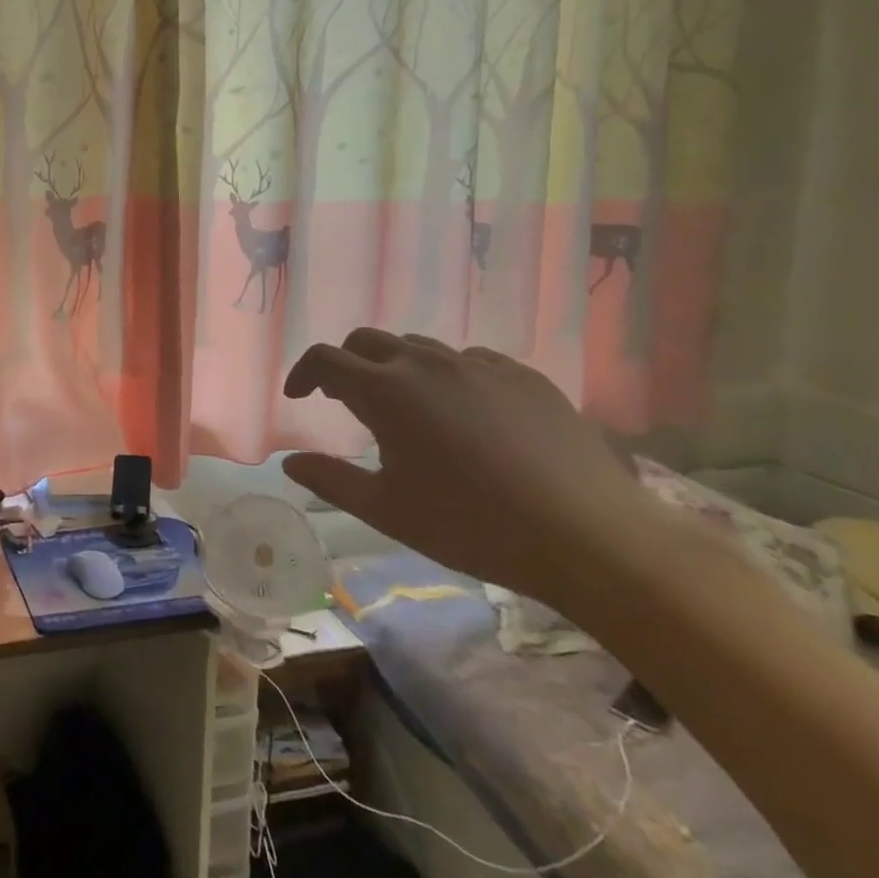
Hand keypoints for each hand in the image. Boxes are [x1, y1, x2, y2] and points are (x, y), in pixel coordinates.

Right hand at [281, 329, 665, 605]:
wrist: (588, 536)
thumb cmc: (471, 525)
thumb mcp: (387, 511)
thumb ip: (331, 480)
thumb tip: (290, 462)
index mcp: (385, 391)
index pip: (325, 359)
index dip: (303, 373)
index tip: (299, 397)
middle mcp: (426, 363)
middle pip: (367, 341)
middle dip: (347, 363)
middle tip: (345, 399)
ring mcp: (479, 365)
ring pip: (419, 348)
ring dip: (397, 368)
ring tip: (407, 407)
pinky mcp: (523, 376)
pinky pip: (470, 361)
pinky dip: (449, 377)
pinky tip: (466, 414)